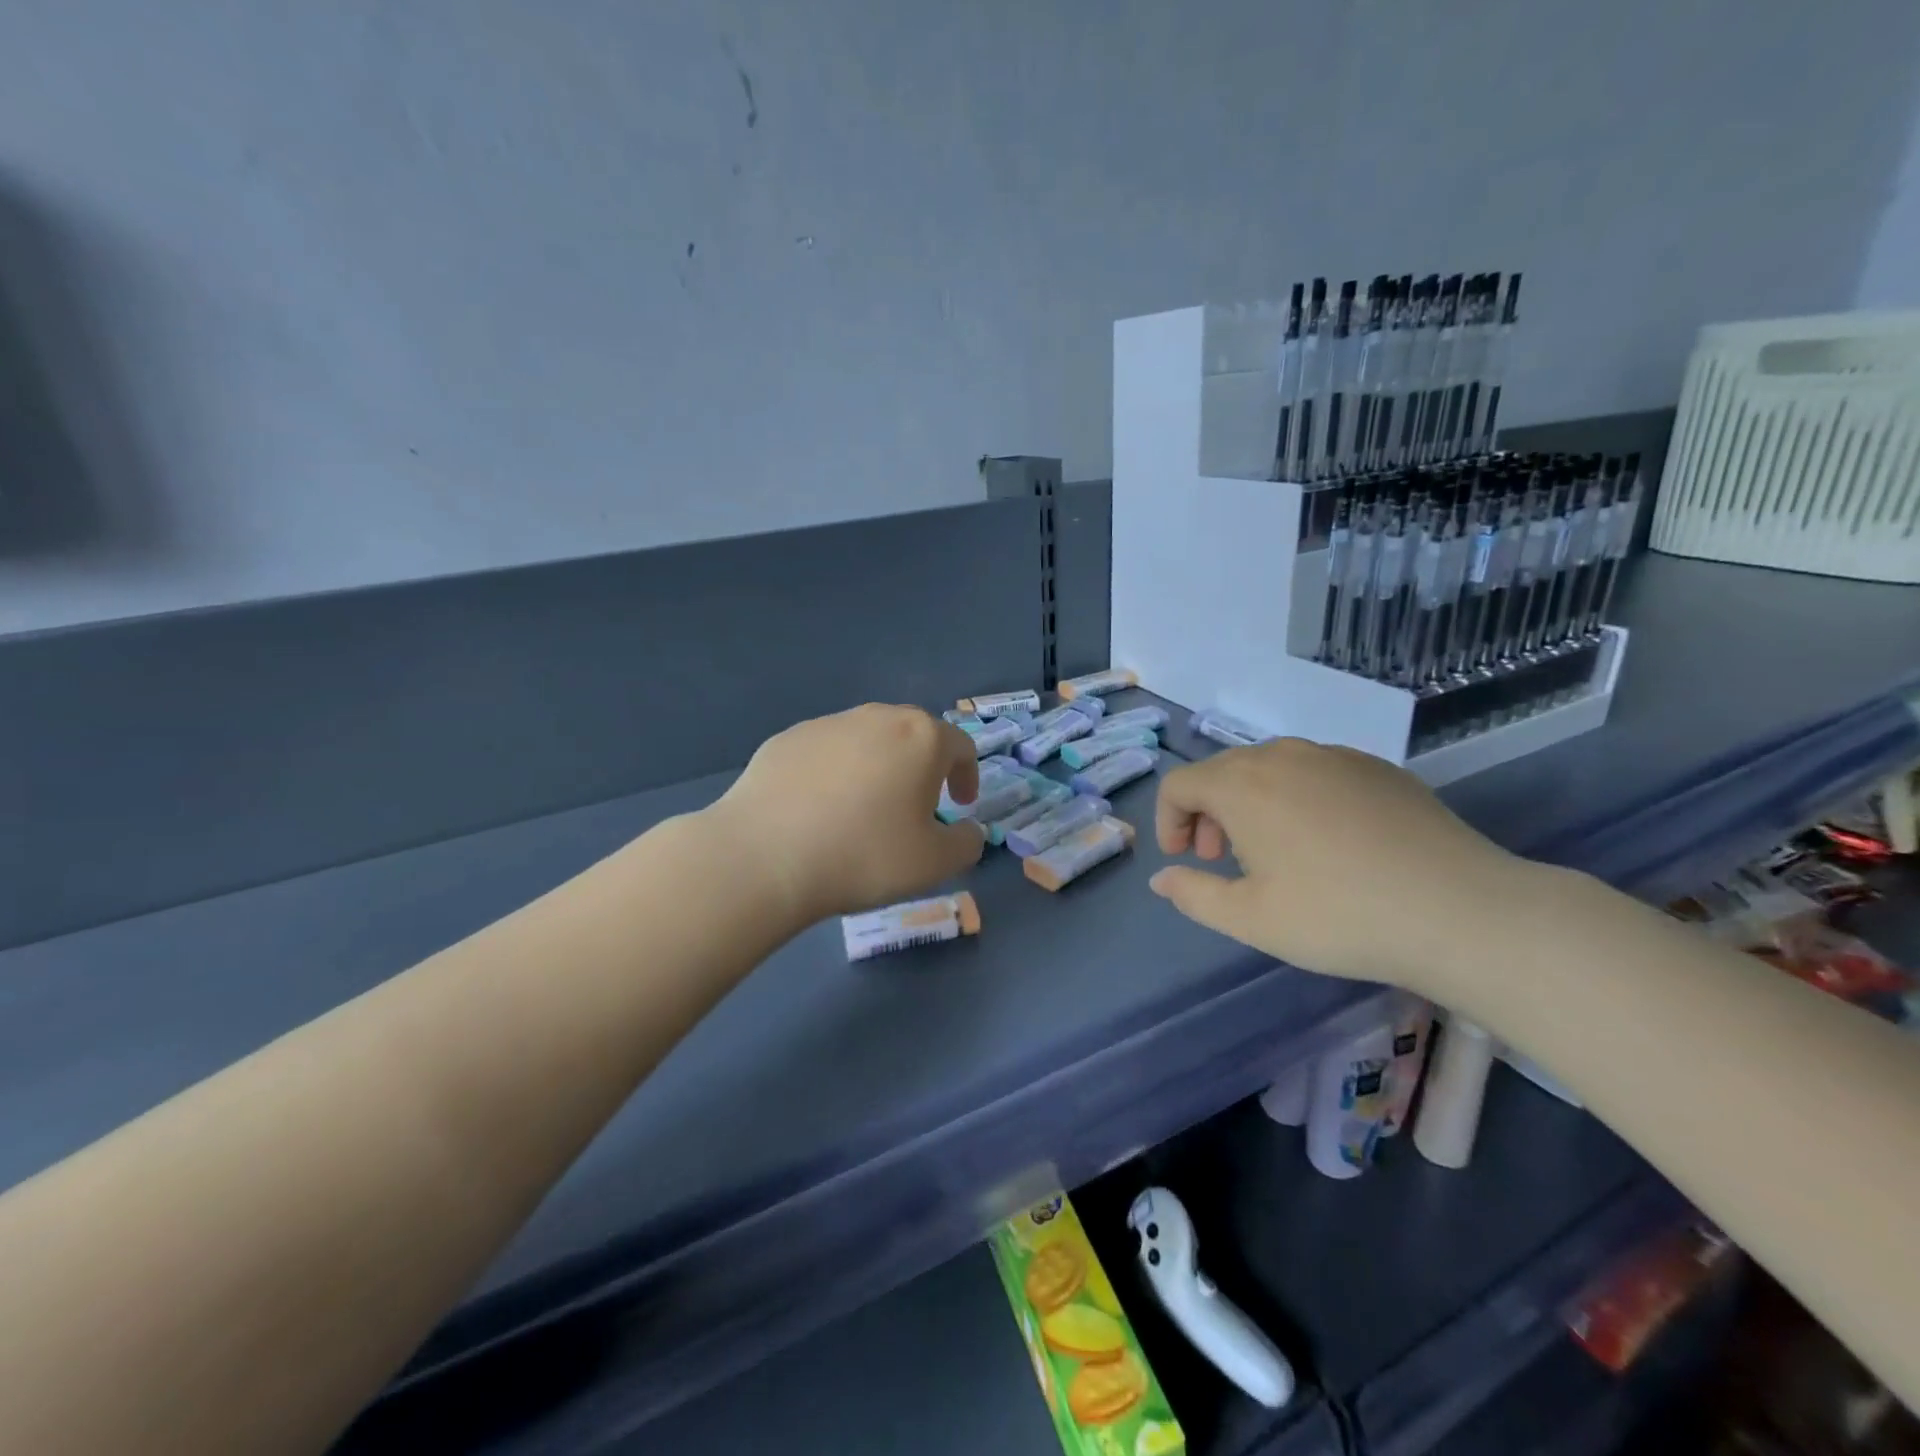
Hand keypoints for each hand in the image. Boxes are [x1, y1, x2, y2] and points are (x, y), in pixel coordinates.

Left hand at [705, 704, 986, 926]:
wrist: (765, 856)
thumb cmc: (864, 855)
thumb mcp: (934, 863)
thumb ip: (966, 843)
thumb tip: (968, 830)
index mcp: (920, 738)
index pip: (960, 746)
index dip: (967, 775)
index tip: (959, 805)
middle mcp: (876, 717)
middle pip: (912, 735)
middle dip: (922, 767)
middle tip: (916, 805)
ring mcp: (826, 724)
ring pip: (866, 740)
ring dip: (877, 767)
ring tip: (863, 809)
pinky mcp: (786, 739)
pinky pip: (825, 753)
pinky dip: (833, 774)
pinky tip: (818, 810)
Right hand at [1148, 739, 1531, 989]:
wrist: (1460, 911)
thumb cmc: (1338, 916)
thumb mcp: (1251, 919)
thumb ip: (1193, 894)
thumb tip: (1161, 879)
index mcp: (1242, 785)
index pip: (1179, 784)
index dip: (1169, 820)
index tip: (1185, 859)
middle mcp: (1282, 756)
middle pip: (1222, 772)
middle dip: (1208, 813)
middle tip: (1224, 861)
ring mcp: (1335, 756)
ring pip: (1269, 768)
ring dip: (1251, 804)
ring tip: (1275, 853)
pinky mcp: (1376, 768)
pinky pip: (1315, 772)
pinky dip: (1298, 798)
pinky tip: (1329, 843)